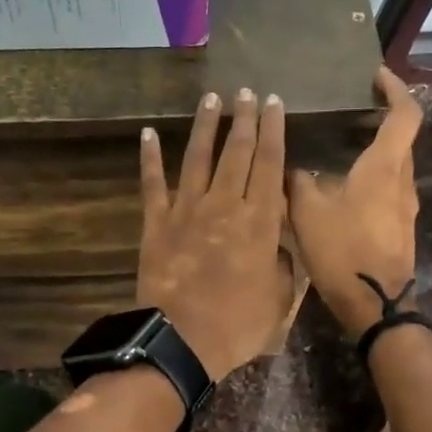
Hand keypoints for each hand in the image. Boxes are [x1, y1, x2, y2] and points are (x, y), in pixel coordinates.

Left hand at [138, 89, 295, 382]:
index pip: (270, 163)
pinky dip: (150, 158)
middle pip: (237, 151)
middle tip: (247, 91)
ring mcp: (187, 210)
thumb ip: (283, 263)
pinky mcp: (156, 223)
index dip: (273, 130)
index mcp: (259, 221)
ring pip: (198, 158)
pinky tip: (148, 133)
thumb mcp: (280, 297)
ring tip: (211, 98)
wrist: (183, 340)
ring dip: (205, 126)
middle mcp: (225, 204)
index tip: (274, 103)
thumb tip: (280, 243)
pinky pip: (152, 184)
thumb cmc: (239, 323)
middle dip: (244, 118)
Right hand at [287, 67, 422, 339]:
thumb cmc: (343, 251)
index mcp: (384, 167)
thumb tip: (290, 167)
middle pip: (402, 139)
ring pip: (396, 166)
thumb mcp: (307, 212)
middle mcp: (402, 181)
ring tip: (341, 148)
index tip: (377, 76)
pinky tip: (344, 188)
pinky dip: (373, 177)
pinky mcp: (401, 228)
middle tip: (350, 111)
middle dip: (382, 120)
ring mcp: (406, 207)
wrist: (374, 304)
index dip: (396, 89)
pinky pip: (390, 190)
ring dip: (376, 151)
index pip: (405, 114)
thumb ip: (298, 181)